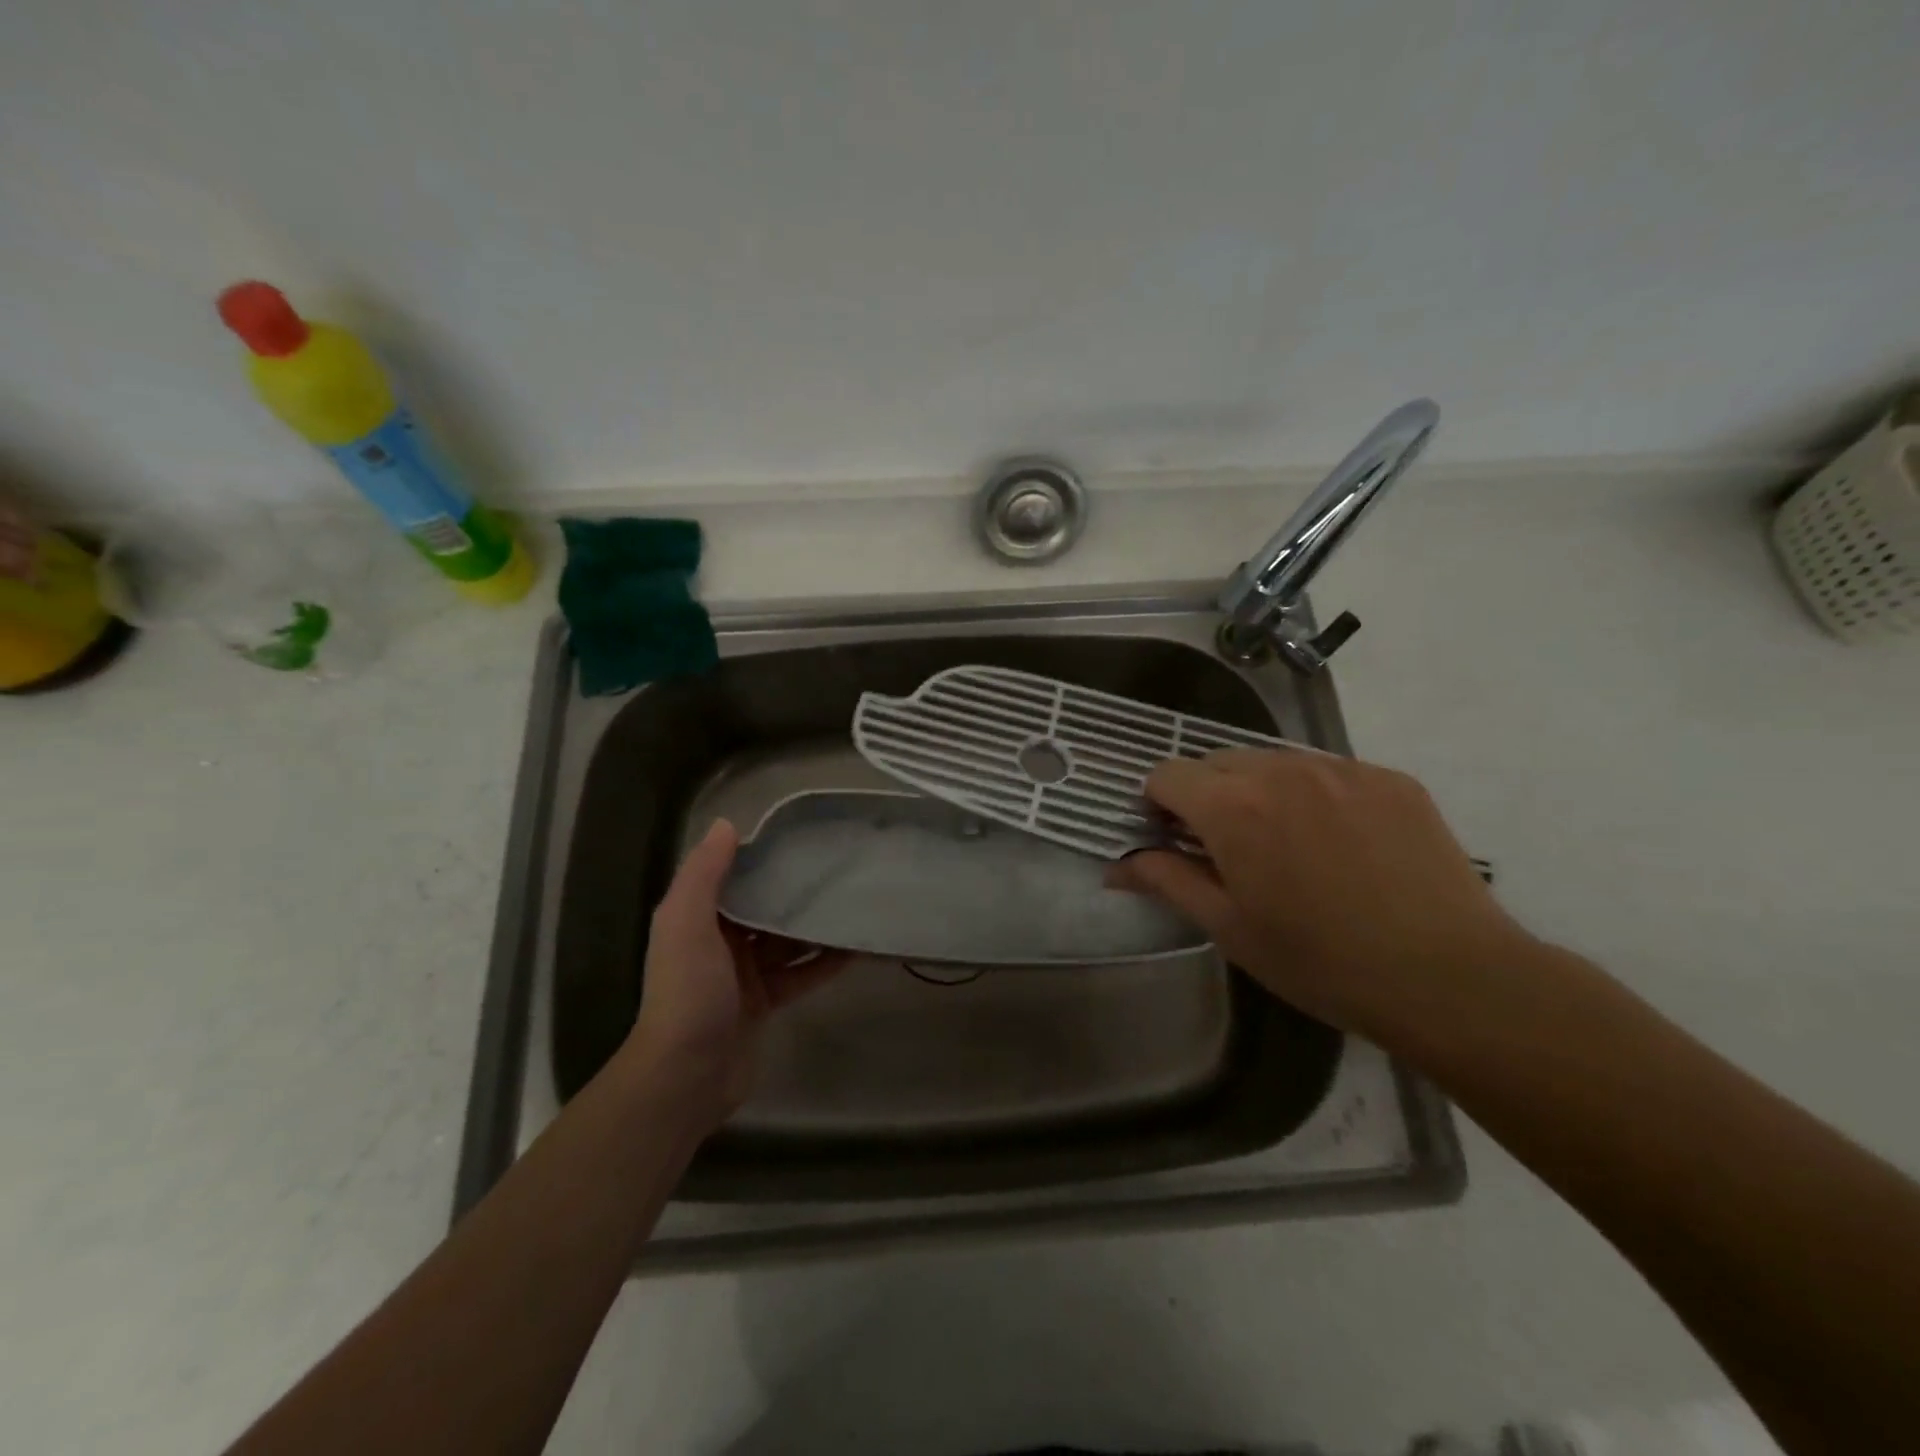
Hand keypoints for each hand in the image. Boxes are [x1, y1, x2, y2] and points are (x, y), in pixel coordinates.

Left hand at [625, 819, 845, 1124]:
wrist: (687, 1075)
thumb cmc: (688, 991)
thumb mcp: (686, 923)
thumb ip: (704, 874)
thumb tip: (727, 824)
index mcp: (697, 919)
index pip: (733, 878)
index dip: (763, 859)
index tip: (801, 840)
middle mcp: (719, 942)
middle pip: (763, 907)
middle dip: (795, 891)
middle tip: (838, 869)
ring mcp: (744, 975)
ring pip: (786, 940)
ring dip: (814, 926)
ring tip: (853, 902)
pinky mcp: (766, 1002)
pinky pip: (800, 974)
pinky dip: (824, 963)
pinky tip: (855, 949)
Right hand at [1108, 749, 1526, 1042]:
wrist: (1450, 977)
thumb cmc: (1321, 962)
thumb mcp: (1230, 928)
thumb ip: (1167, 882)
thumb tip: (1116, 868)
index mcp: (1232, 807)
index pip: (1166, 774)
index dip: (1158, 804)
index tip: (1173, 840)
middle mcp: (1280, 770)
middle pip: (1217, 761)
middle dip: (1207, 795)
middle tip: (1229, 849)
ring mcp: (1340, 768)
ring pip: (1273, 762)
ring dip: (1259, 792)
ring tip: (1289, 845)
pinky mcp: (1388, 777)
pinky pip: (1328, 771)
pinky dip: (1314, 795)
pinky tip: (1342, 845)